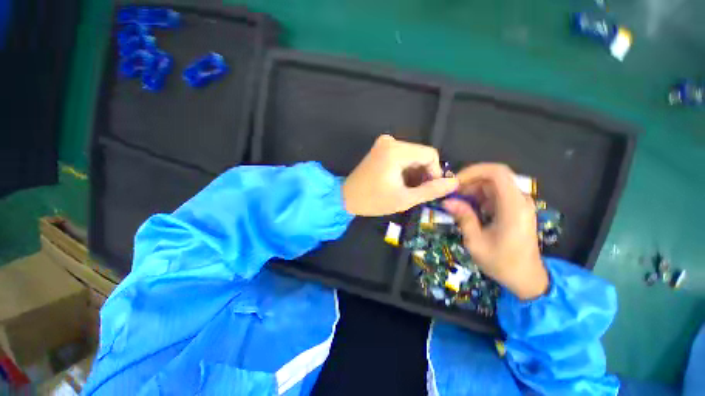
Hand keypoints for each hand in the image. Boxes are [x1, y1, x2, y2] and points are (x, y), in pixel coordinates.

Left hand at [342, 135, 458, 215]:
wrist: (346, 197)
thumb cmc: (373, 201)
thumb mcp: (404, 199)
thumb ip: (431, 190)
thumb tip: (453, 183)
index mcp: (395, 151)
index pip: (430, 154)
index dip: (434, 172)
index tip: (428, 189)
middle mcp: (390, 141)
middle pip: (421, 154)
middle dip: (423, 173)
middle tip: (416, 192)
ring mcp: (384, 143)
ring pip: (412, 155)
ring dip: (414, 172)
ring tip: (406, 189)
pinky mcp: (380, 148)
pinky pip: (402, 155)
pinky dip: (405, 168)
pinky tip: (399, 182)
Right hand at [442, 164, 548, 299]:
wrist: (526, 278)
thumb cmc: (501, 262)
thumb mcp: (476, 242)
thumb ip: (463, 217)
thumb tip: (447, 201)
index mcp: (513, 206)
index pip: (497, 172)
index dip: (473, 171)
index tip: (454, 182)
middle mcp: (519, 200)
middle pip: (492, 177)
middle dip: (468, 183)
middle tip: (451, 196)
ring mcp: (519, 204)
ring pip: (492, 185)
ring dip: (472, 191)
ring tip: (457, 204)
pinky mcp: (515, 209)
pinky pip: (495, 195)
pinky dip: (479, 198)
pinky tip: (469, 211)